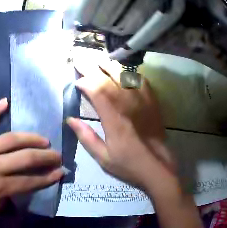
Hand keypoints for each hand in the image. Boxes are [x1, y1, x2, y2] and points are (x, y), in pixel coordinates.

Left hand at [0, 98, 63, 216]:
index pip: (29, 182)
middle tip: (58, 155)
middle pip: (26, 158)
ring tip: (44, 139)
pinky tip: (5, 101)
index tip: (60, 172)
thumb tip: (15, 195)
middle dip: (46, 157)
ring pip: (12, 139)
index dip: (48, 178)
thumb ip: (2, 204)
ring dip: (32, 138)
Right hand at [67, 66, 174, 190]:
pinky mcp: (152, 101)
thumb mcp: (103, 158)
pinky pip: (140, 80)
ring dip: (110, 66)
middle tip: (81, 62)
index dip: (84, 83)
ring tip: (100, 61)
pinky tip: (125, 74)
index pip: (96, 91)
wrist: (156, 166)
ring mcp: (142, 100)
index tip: (77, 82)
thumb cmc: (129, 164)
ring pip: (124, 75)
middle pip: (108, 79)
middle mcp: (127, 104)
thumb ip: (86, 137)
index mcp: (113, 119)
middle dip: (92, 69)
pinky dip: (131, 74)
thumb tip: (70, 119)